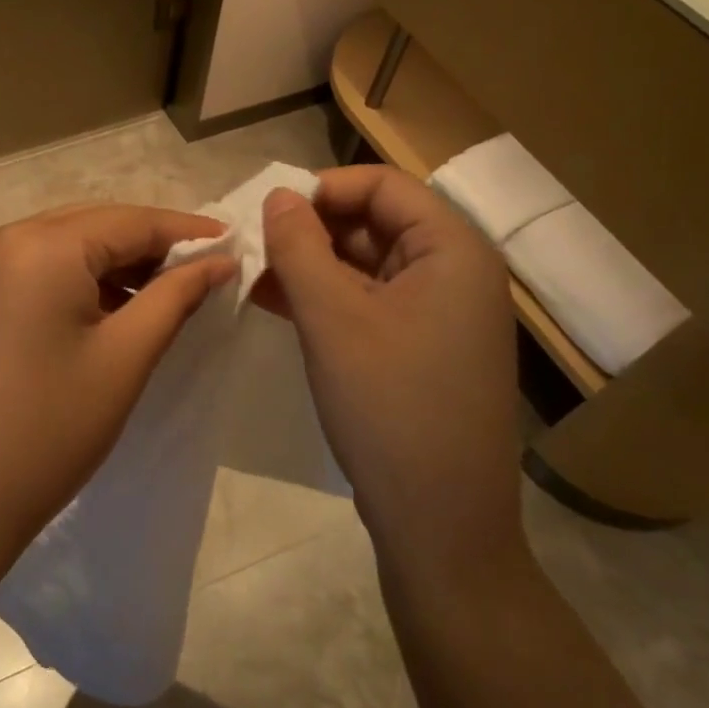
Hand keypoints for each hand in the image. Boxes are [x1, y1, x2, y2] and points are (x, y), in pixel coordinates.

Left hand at [0, 204, 236, 546]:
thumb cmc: (49, 430)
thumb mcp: (124, 359)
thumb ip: (175, 297)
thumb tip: (219, 260)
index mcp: (40, 246)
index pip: (128, 221)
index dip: (184, 231)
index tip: (230, 243)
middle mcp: (0, 240)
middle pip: (91, 225)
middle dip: (146, 245)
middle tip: (199, 271)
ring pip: (59, 246)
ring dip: (108, 264)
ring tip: (157, 296)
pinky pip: (29, 269)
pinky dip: (70, 280)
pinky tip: (100, 311)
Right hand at [257, 167, 523, 581]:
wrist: (439, 522)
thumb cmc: (389, 406)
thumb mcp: (332, 319)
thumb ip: (298, 247)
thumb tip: (277, 194)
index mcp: (453, 250)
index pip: (382, 185)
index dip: (322, 190)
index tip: (268, 217)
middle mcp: (455, 273)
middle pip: (374, 223)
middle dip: (310, 231)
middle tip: (253, 252)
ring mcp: (440, 314)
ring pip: (365, 266)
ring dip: (310, 267)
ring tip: (254, 280)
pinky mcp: (421, 349)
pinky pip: (369, 303)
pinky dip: (326, 300)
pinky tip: (278, 307)